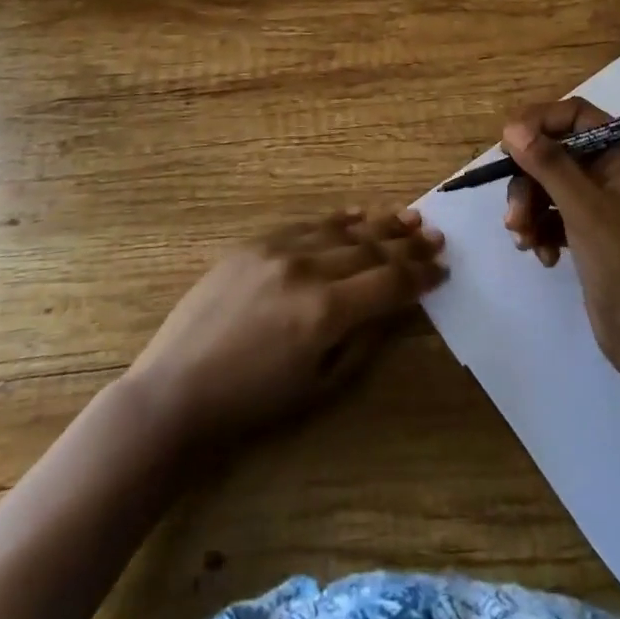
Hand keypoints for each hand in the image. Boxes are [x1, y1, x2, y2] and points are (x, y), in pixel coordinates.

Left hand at [126, 208, 445, 449]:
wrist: (177, 390)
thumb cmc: (253, 403)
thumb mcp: (320, 386)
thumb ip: (364, 340)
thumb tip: (395, 306)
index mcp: (326, 311)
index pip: (389, 282)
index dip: (420, 275)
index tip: (442, 269)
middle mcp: (308, 269)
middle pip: (371, 250)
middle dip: (408, 246)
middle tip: (436, 237)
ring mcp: (279, 250)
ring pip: (342, 230)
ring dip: (380, 224)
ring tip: (409, 218)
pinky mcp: (255, 244)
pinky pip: (307, 225)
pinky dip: (337, 220)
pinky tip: (358, 216)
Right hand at [503, 99, 619, 375]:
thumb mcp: (585, 210)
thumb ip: (549, 164)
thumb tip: (511, 126)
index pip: (577, 116)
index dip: (540, 122)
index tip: (506, 141)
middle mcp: (614, 173)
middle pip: (556, 154)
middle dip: (529, 181)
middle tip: (514, 214)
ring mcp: (602, 205)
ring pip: (549, 186)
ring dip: (530, 209)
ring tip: (523, 239)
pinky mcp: (590, 234)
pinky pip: (553, 215)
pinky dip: (541, 230)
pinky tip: (542, 256)